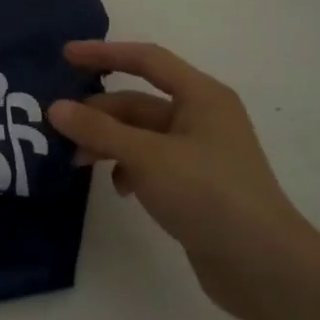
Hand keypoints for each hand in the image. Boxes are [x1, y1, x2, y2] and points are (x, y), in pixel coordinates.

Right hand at [48, 41, 319, 319]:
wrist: (263, 266)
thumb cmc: (208, 194)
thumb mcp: (147, 157)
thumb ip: (99, 130)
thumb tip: (55, 108)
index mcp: (201, 96)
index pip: (147, 60)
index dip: (104, 54)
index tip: (65, 55)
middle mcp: (202, 117)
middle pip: (138, 102)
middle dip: (98, 113)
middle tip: (58, 128)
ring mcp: (199, 152)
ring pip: (140, 135)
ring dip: (108, 144)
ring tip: (77, 162)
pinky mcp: (195, 184)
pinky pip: (150, 163)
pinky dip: (128, 169)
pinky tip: (119, 189)